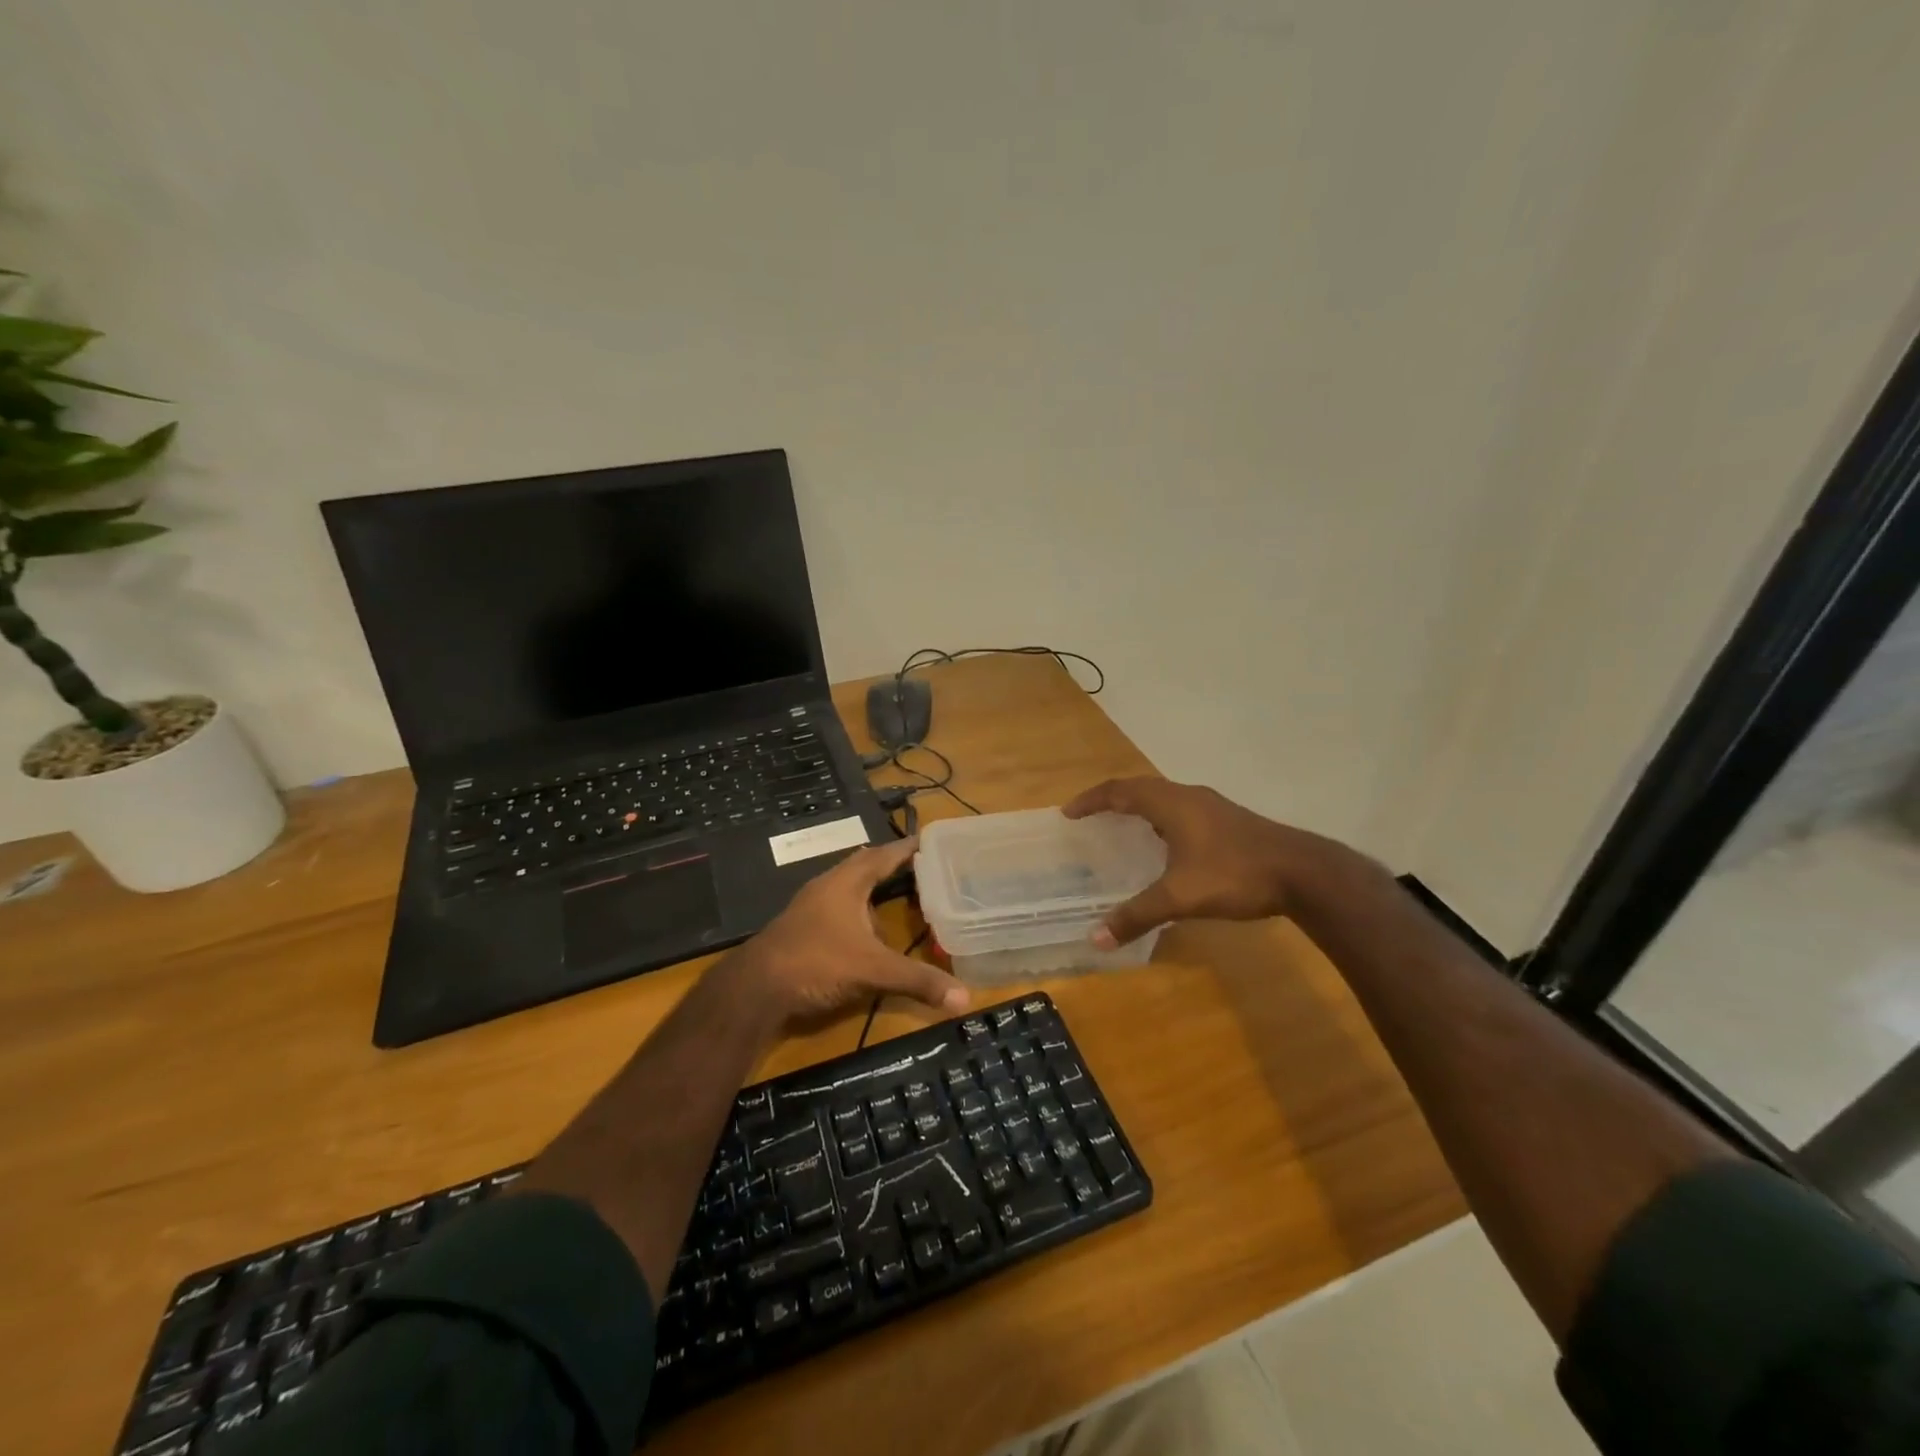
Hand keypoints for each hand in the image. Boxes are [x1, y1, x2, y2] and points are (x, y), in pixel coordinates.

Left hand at [720, 837, 968, 1026]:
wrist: (754, 988)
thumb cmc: (816, 963)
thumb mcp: (872, 971)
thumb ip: (917, 981)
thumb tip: (965, 998)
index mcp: (846, 883)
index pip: (883, 855)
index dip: (907, 848)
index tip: (930, 840)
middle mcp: (828, 886)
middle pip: (864, 866)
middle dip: (890, 865)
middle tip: (920, 865)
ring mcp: (811, 907)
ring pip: (848, 888)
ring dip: (871, 890)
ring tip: (897, 894)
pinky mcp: (802, 928)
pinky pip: (838, 909)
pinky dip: (858, 912)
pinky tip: (866, 930)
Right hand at [1064, 777, 1359, 946]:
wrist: (1303, 873)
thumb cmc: (1235, 875)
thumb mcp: (1180, 897)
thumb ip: (1137, 915)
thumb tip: (1095, 938)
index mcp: (1171, 804)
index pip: (1120, 791)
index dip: (1091, 800)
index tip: (1069, 813)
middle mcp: (1188, 796)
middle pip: (1141, 788)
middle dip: (1111, 800)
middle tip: (1090, 817)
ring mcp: (1212, 806)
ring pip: (1165, 797)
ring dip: (1139, 807)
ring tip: (1122, 827)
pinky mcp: (1229, 820)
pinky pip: (1182, 809)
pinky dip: (1161, 818)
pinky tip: (1166, 845)